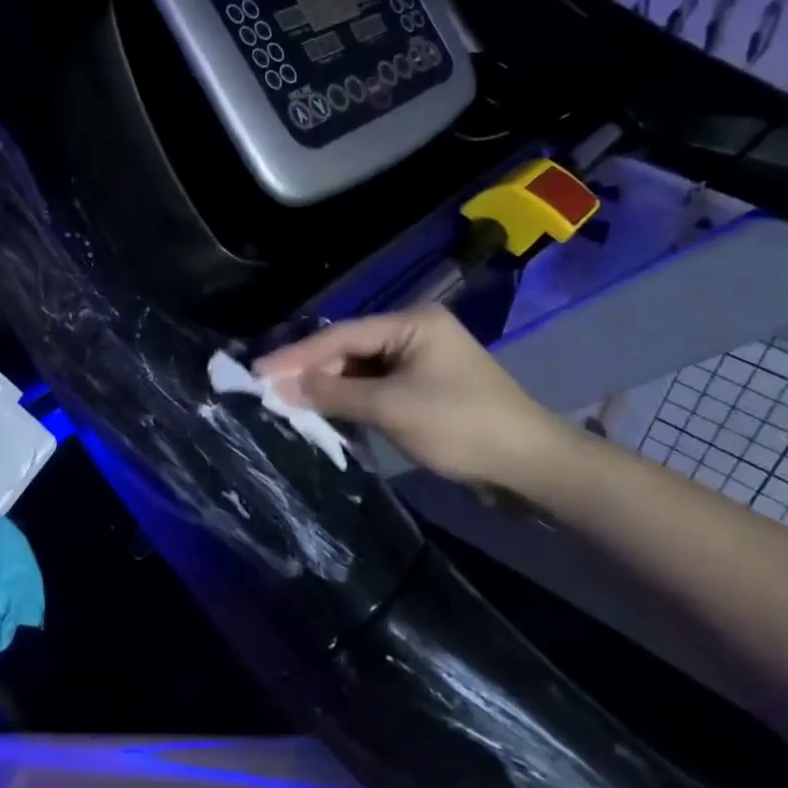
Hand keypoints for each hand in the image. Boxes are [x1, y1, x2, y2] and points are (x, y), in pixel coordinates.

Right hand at [254, 305, 568, 491]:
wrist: (531, 464)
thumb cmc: (461, 426)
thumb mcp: (391, 409)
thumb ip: (333, 395)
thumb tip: (280, 388)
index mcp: (412, 322)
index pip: (341, 335)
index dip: (297, 355)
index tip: (257, 371)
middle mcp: (414, 331)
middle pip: (350, 349)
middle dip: (312, 373)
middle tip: (269, 393)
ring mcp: (421, 359)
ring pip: (361, 370)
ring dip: (330, 389)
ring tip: (290, 405)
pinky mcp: (425, 386)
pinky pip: (377, 386)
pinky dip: (353, 401)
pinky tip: (327, 414)